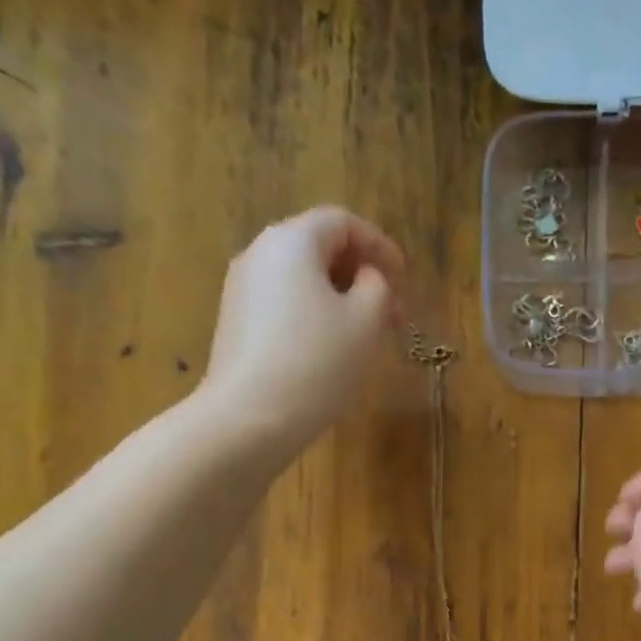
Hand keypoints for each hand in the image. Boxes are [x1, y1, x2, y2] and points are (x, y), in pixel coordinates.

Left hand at [198, 206, 404, 456]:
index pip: (343, 222)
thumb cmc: (316, 363)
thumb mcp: (365, 322)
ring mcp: (242, 289)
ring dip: (339, 298)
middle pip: (319, 248)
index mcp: (292, 241)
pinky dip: (313, 315)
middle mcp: (260, 253)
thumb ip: (377, 287)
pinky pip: (284, 304)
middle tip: (391, 312)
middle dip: (360, 275)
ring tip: (365, 335)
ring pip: (301, 279)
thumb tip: (368, 278)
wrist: (249, 418)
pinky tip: (331, 350)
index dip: (380, 246)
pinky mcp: (236, 324)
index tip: (404, 279)